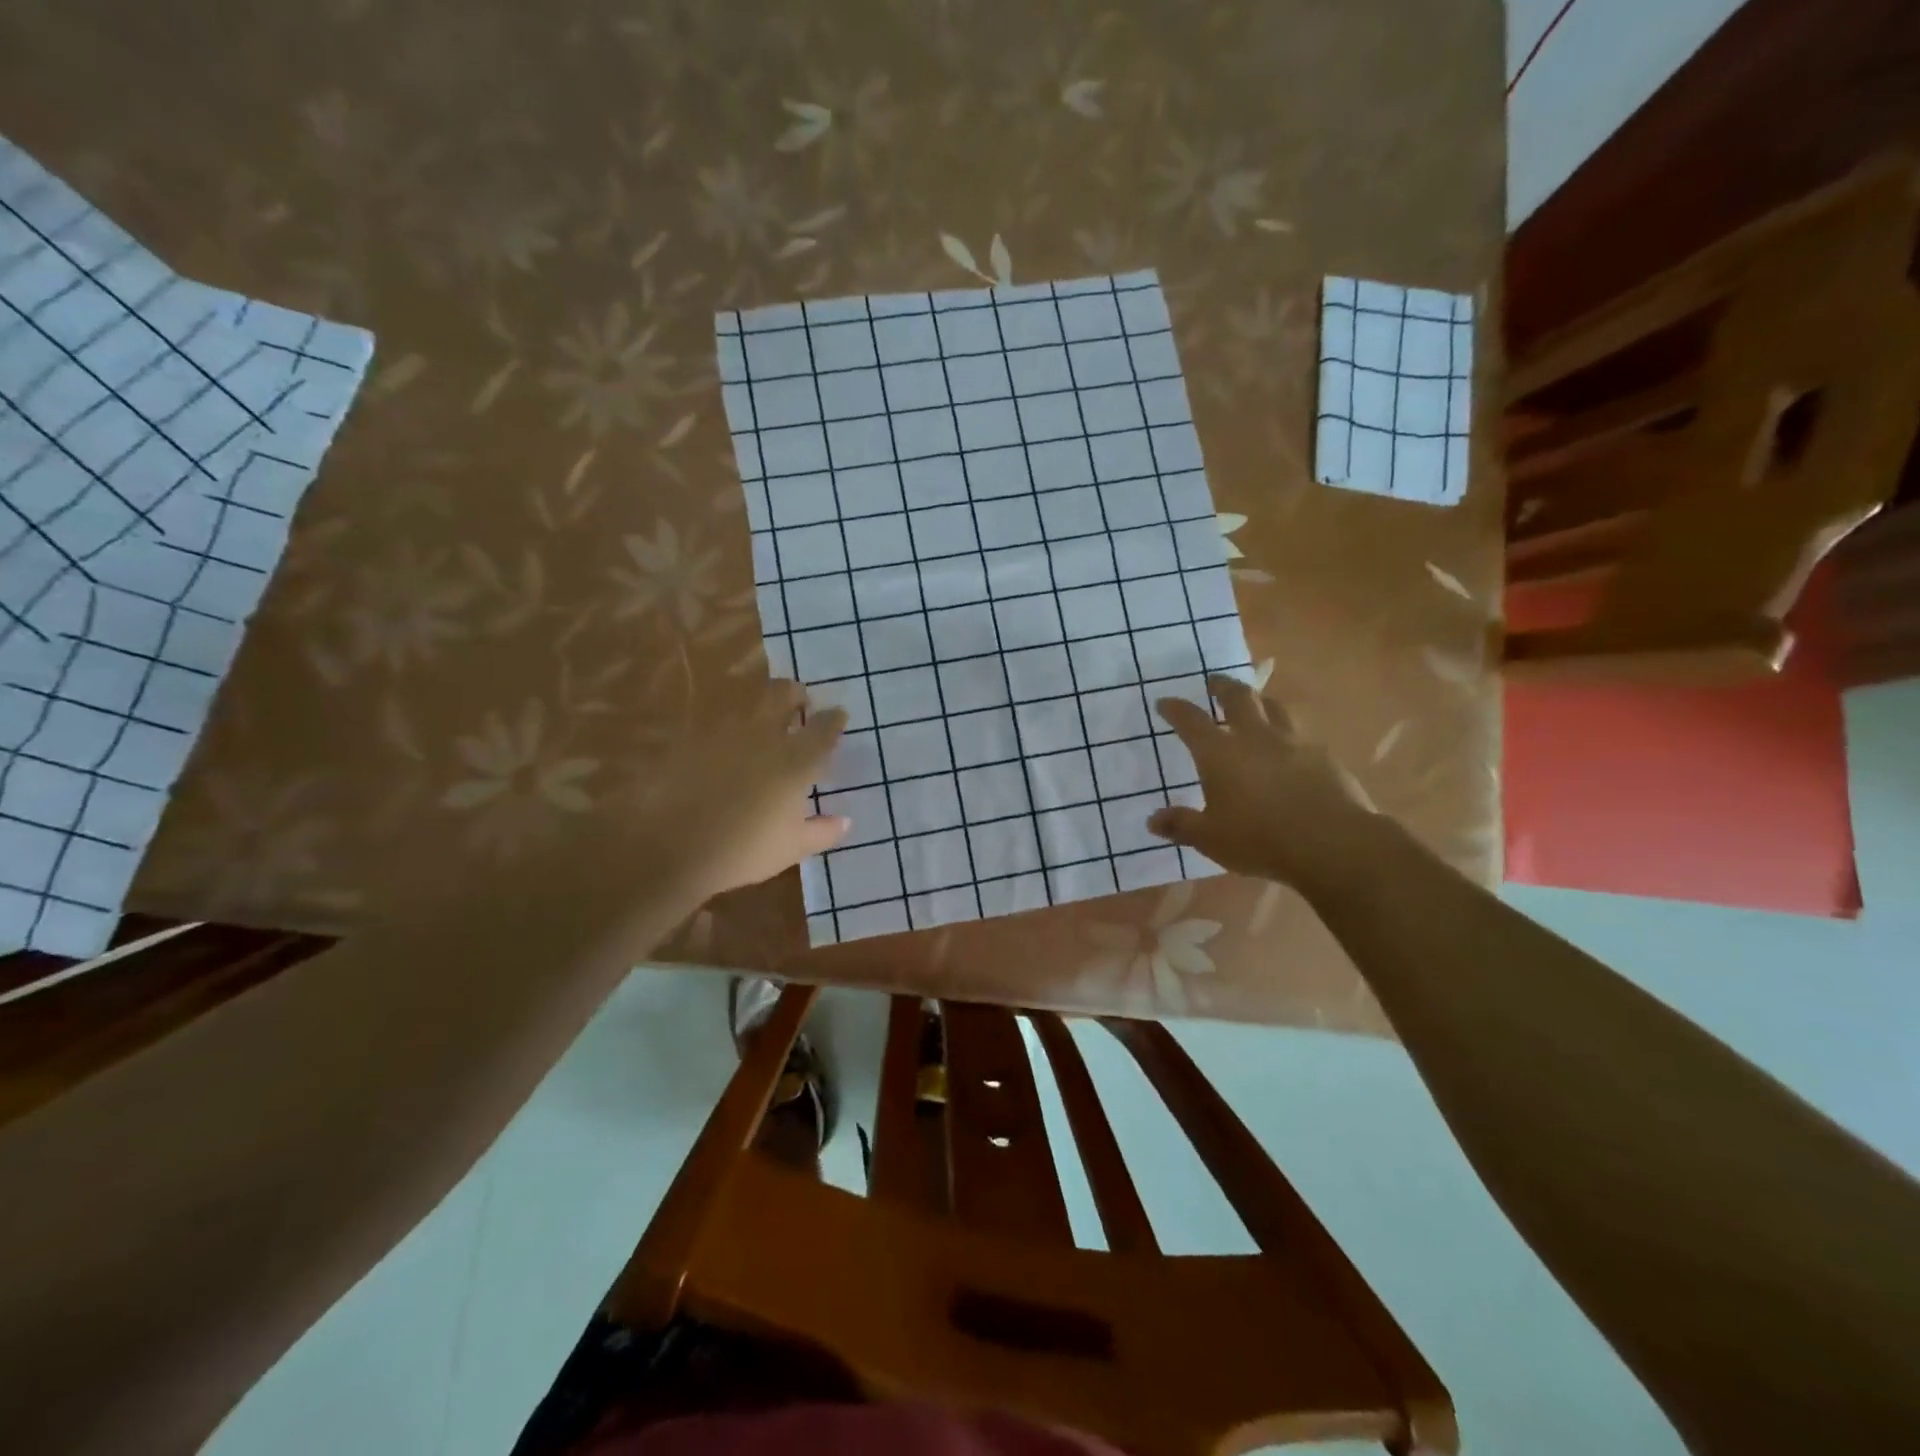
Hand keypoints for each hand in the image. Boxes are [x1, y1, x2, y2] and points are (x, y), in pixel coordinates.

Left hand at [624, 680, 850, 902]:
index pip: (824, 728)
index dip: (834, 720)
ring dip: (762, 702)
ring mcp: (725, 733)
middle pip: (784, 695)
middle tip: (800, 702)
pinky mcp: (691, 739)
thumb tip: (845, 822)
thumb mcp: (792, 848)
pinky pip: (716, 720)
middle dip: (796, 694)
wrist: (673, 849)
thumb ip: (822, 832)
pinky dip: (727, 723)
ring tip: (764, 715)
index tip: (838, 716)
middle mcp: (764, 736)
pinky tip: (726, 739)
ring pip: (748, 700)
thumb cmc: (744, 850)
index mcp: (796, 760)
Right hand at [1148, 676, 1380, 892]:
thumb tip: (1153, 820)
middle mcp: (1255, 737)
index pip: (1191, 720)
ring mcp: (1293, 742)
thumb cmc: (1260, 839)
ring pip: (1274, 706)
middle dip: (1222, 686)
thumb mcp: (1210, 839)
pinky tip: (1289, 746)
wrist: (1333, 843)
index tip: (1165, 702)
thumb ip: (1181, 825)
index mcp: (1219, 753)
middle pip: (1238, 697)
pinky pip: (1301, 732)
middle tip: (1213, 683)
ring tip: (1254, 704)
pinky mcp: (1323, 755)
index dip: (1175, 709)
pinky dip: (1288, 731)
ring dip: (1259, 700)